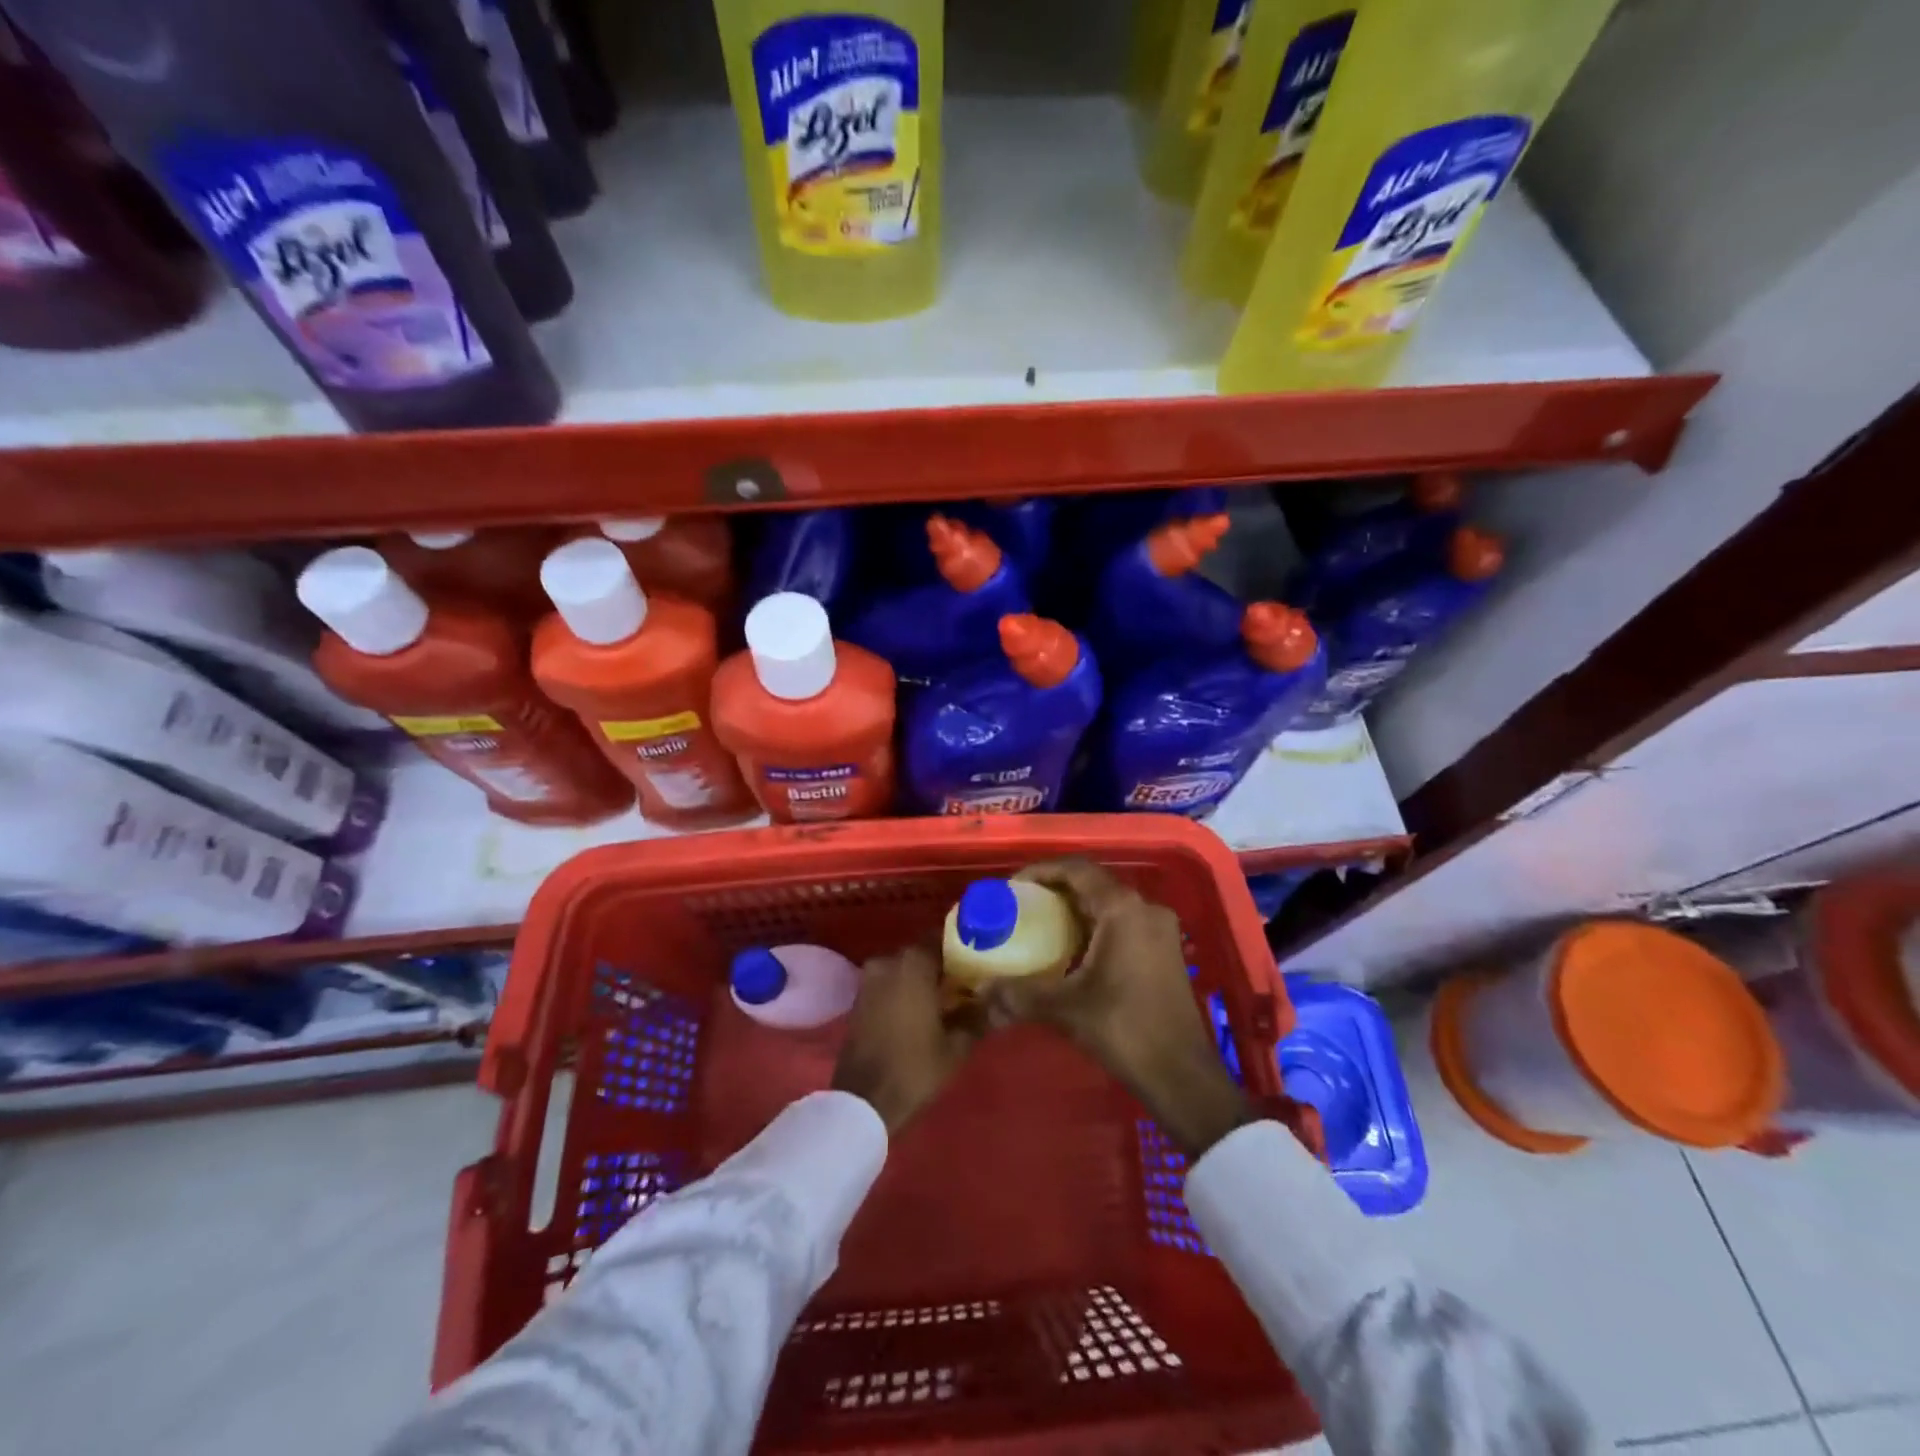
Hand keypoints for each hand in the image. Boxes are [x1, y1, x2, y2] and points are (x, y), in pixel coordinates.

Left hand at [832, 940, 983, 1134]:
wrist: (863, 1101)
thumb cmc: (914, 1068)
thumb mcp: (956, 1045)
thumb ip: (977, 1015)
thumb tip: (995, 998)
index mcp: (913, 963)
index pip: (943, 938)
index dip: (962, 947)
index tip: (980, 960)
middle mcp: (888, 961)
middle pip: (922, 952)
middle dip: (943, 965)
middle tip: (967, 983)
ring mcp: (869, 978)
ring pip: (904, 968)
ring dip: (923, 978)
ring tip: (946, 999)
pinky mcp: (860, 997)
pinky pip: (889, 982)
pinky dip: (905, 989)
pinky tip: (922, 1010)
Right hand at [984, 859, 1252, 1157]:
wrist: (1182, 1075)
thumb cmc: (1125, 1029)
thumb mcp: (1066, 1008)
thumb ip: (1020, 993)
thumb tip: (981, 988)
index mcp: (1123, 909)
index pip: (1076, 870)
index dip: (1041, 871)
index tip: (1012, 887)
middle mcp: (1145, 909)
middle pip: (1093, 884)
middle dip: (1055, 891)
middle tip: (1021, 906)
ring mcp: (1159, 930)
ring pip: (1109, 905)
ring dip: (1075, 911)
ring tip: (1039, 926)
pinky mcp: (1164, 951)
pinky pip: (1122, 923)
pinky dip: (1094, 927)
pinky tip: (1070, 951)